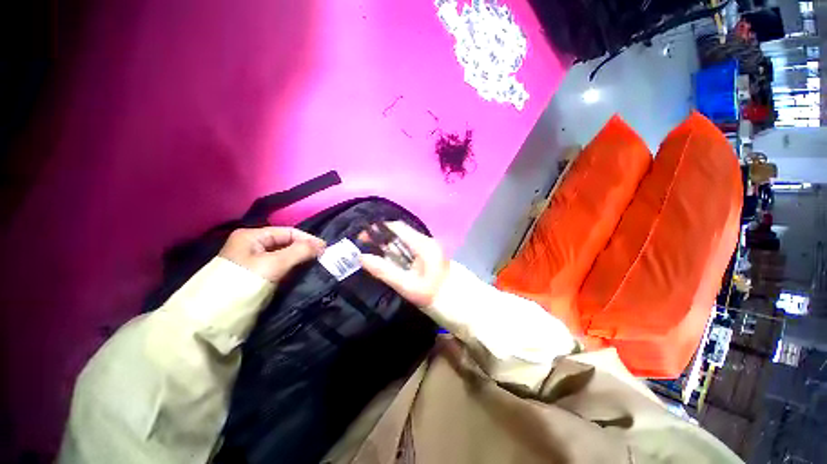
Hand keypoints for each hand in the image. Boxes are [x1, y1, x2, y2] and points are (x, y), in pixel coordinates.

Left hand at [219, 227, 325, 282]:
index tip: (325, 250)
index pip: (288, 232)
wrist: (215, 319)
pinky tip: (302, 274)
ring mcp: (253, 262)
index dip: (308, 239)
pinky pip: (279, 269)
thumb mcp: (274, 264)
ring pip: (284, 257)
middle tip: (322, 259)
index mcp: (252, 236)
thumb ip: (300, 251)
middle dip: (304, 250)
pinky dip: (292, 270)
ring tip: (315, 266)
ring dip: (299, 261)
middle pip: (286, 244)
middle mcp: (252, 246)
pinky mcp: (255, 277)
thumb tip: (322, 245)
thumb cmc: (244, 283)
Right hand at [359, 222, 448, 306]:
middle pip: (400, 234)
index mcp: (423, 244)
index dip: (378, 229)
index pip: (397, 227)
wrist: (461, 305)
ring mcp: (429, 248)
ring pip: (404, 242)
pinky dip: (397, 254)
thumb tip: (362, 257)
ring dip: (388, 248)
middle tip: (364, 249)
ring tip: (372, 256)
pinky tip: (390, 263)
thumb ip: (385, 271)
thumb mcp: (408, 286)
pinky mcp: (429, 256)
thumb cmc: (435, 296)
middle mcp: (426, 241)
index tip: (361, 237)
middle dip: (381, 239)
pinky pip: (409, 250)